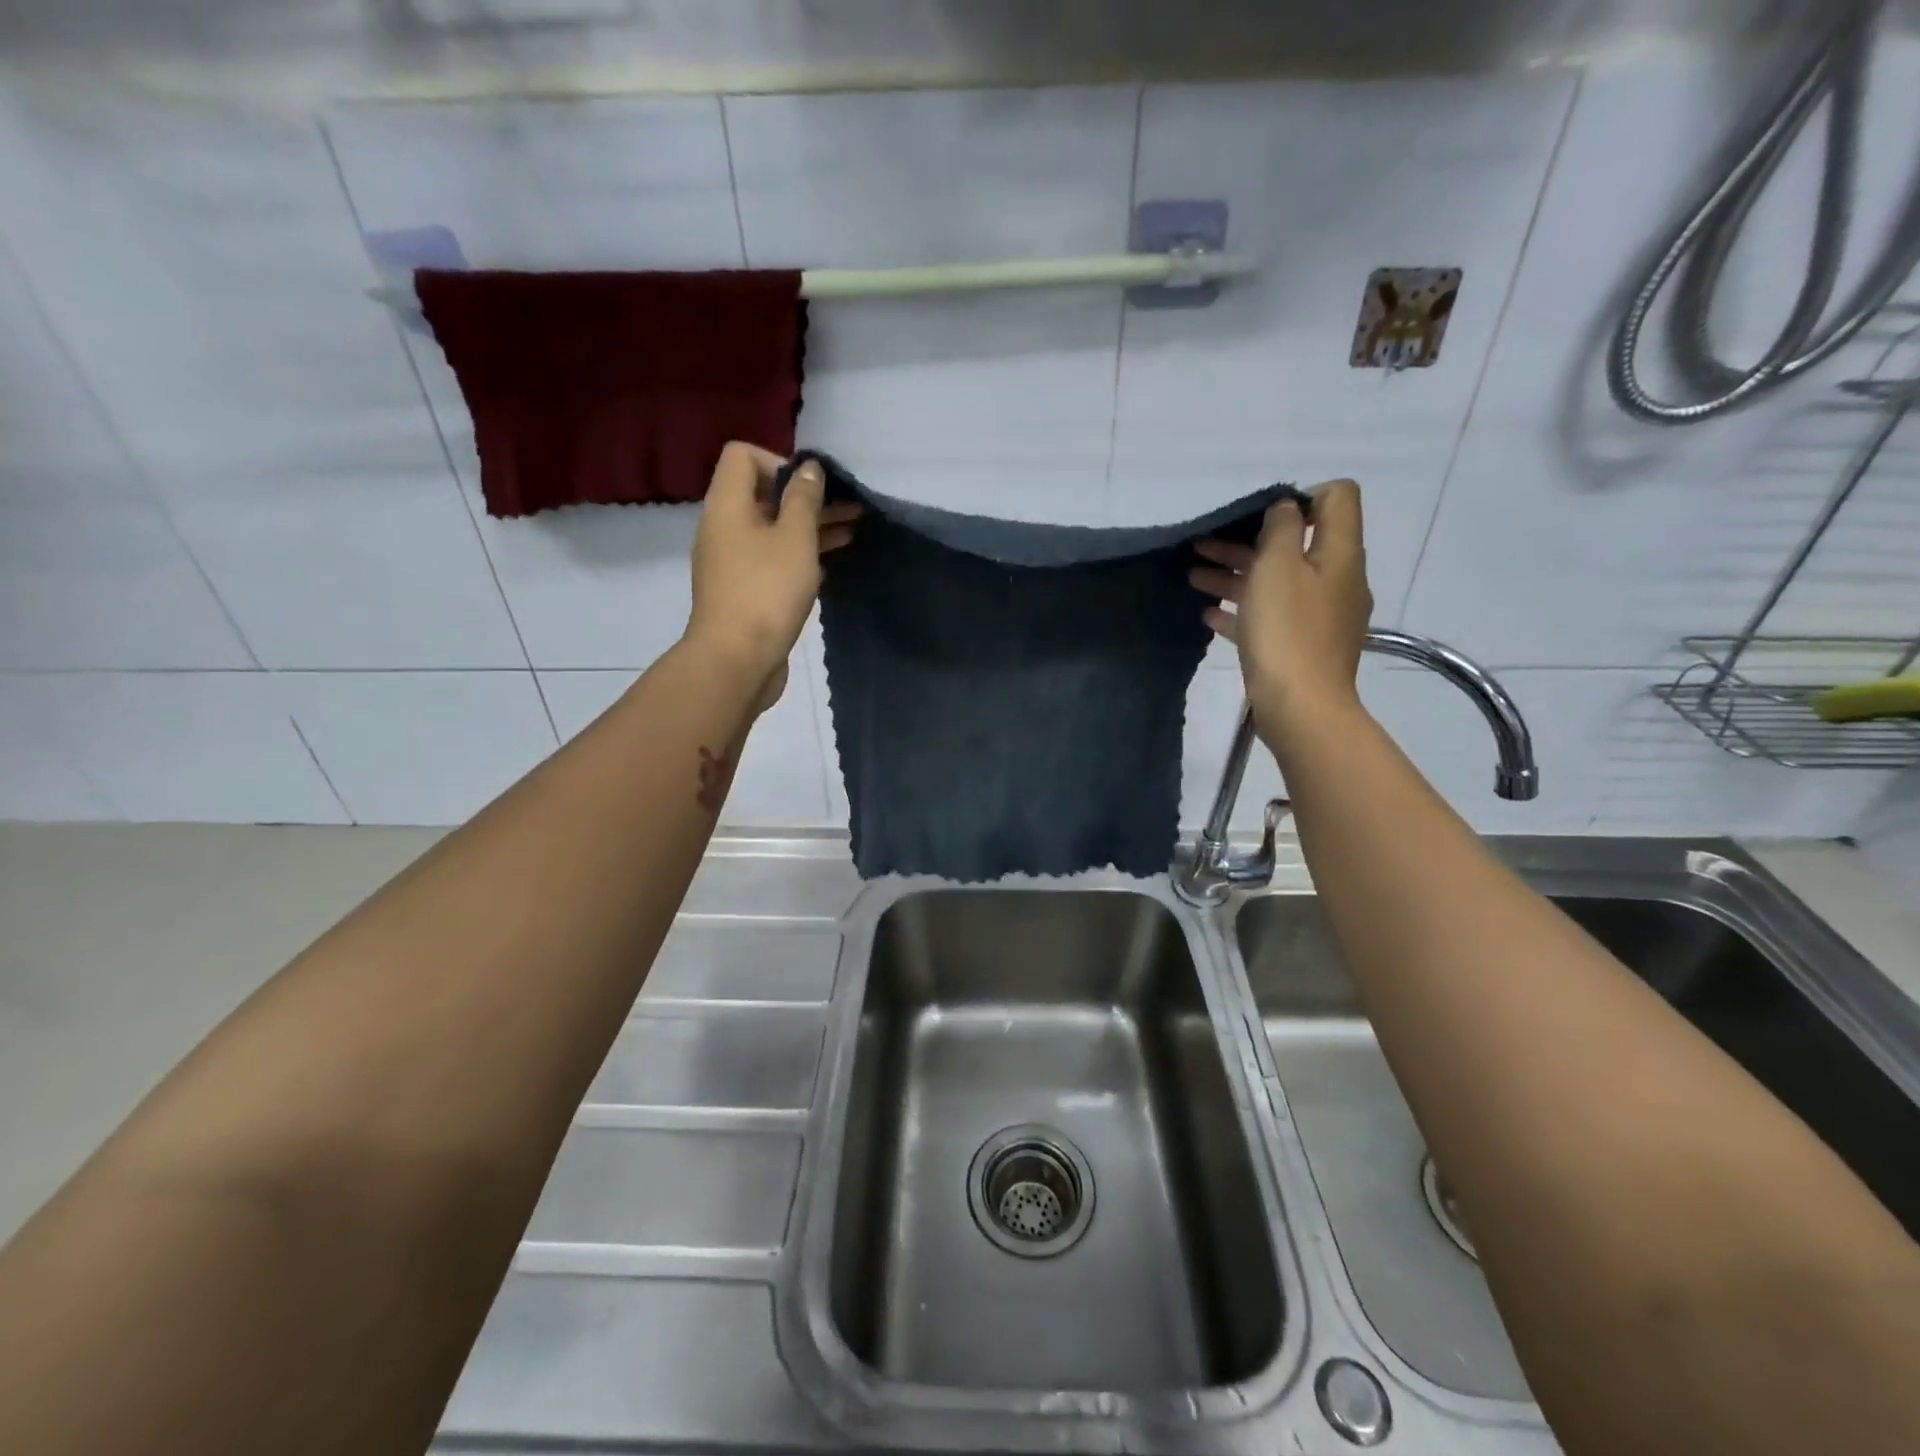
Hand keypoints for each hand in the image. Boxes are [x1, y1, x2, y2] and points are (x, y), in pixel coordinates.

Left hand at [684, 443, 858, 710]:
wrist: (738, 661)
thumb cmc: (767, 592)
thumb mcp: (795, 539)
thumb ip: (804, 500)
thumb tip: (808, 468)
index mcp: (727, 506)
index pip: (743, 456)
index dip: (780, 461)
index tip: (811, 487)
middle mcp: (724, 528)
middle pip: (763, 494)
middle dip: (807, 497)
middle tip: (849, 507)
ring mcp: (733, 563)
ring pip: (773, 531)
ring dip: (810, 528)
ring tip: (853, 531)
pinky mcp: (745, 592)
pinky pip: (774, 560)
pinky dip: (801, 556)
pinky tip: (832, 563)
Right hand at [1190, 479, 1372, 745]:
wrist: (1300, 708)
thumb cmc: (1287, 631)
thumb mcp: (1278, 567)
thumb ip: (1282, 528)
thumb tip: (1287, 508)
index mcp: (1340, 553)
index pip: (1337, 498)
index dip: (1300, 496)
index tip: (1260, 517)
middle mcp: (1337, 580)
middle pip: (1297, 544)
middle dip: (1250, 541)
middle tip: (1204, 545)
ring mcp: (1321, 617)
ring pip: (1278, 583)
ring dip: (1236, 575)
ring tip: (1194, 578)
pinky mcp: (1303, 647)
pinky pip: (1271, 618)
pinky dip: (1243, 611)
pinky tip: (1210, 617)